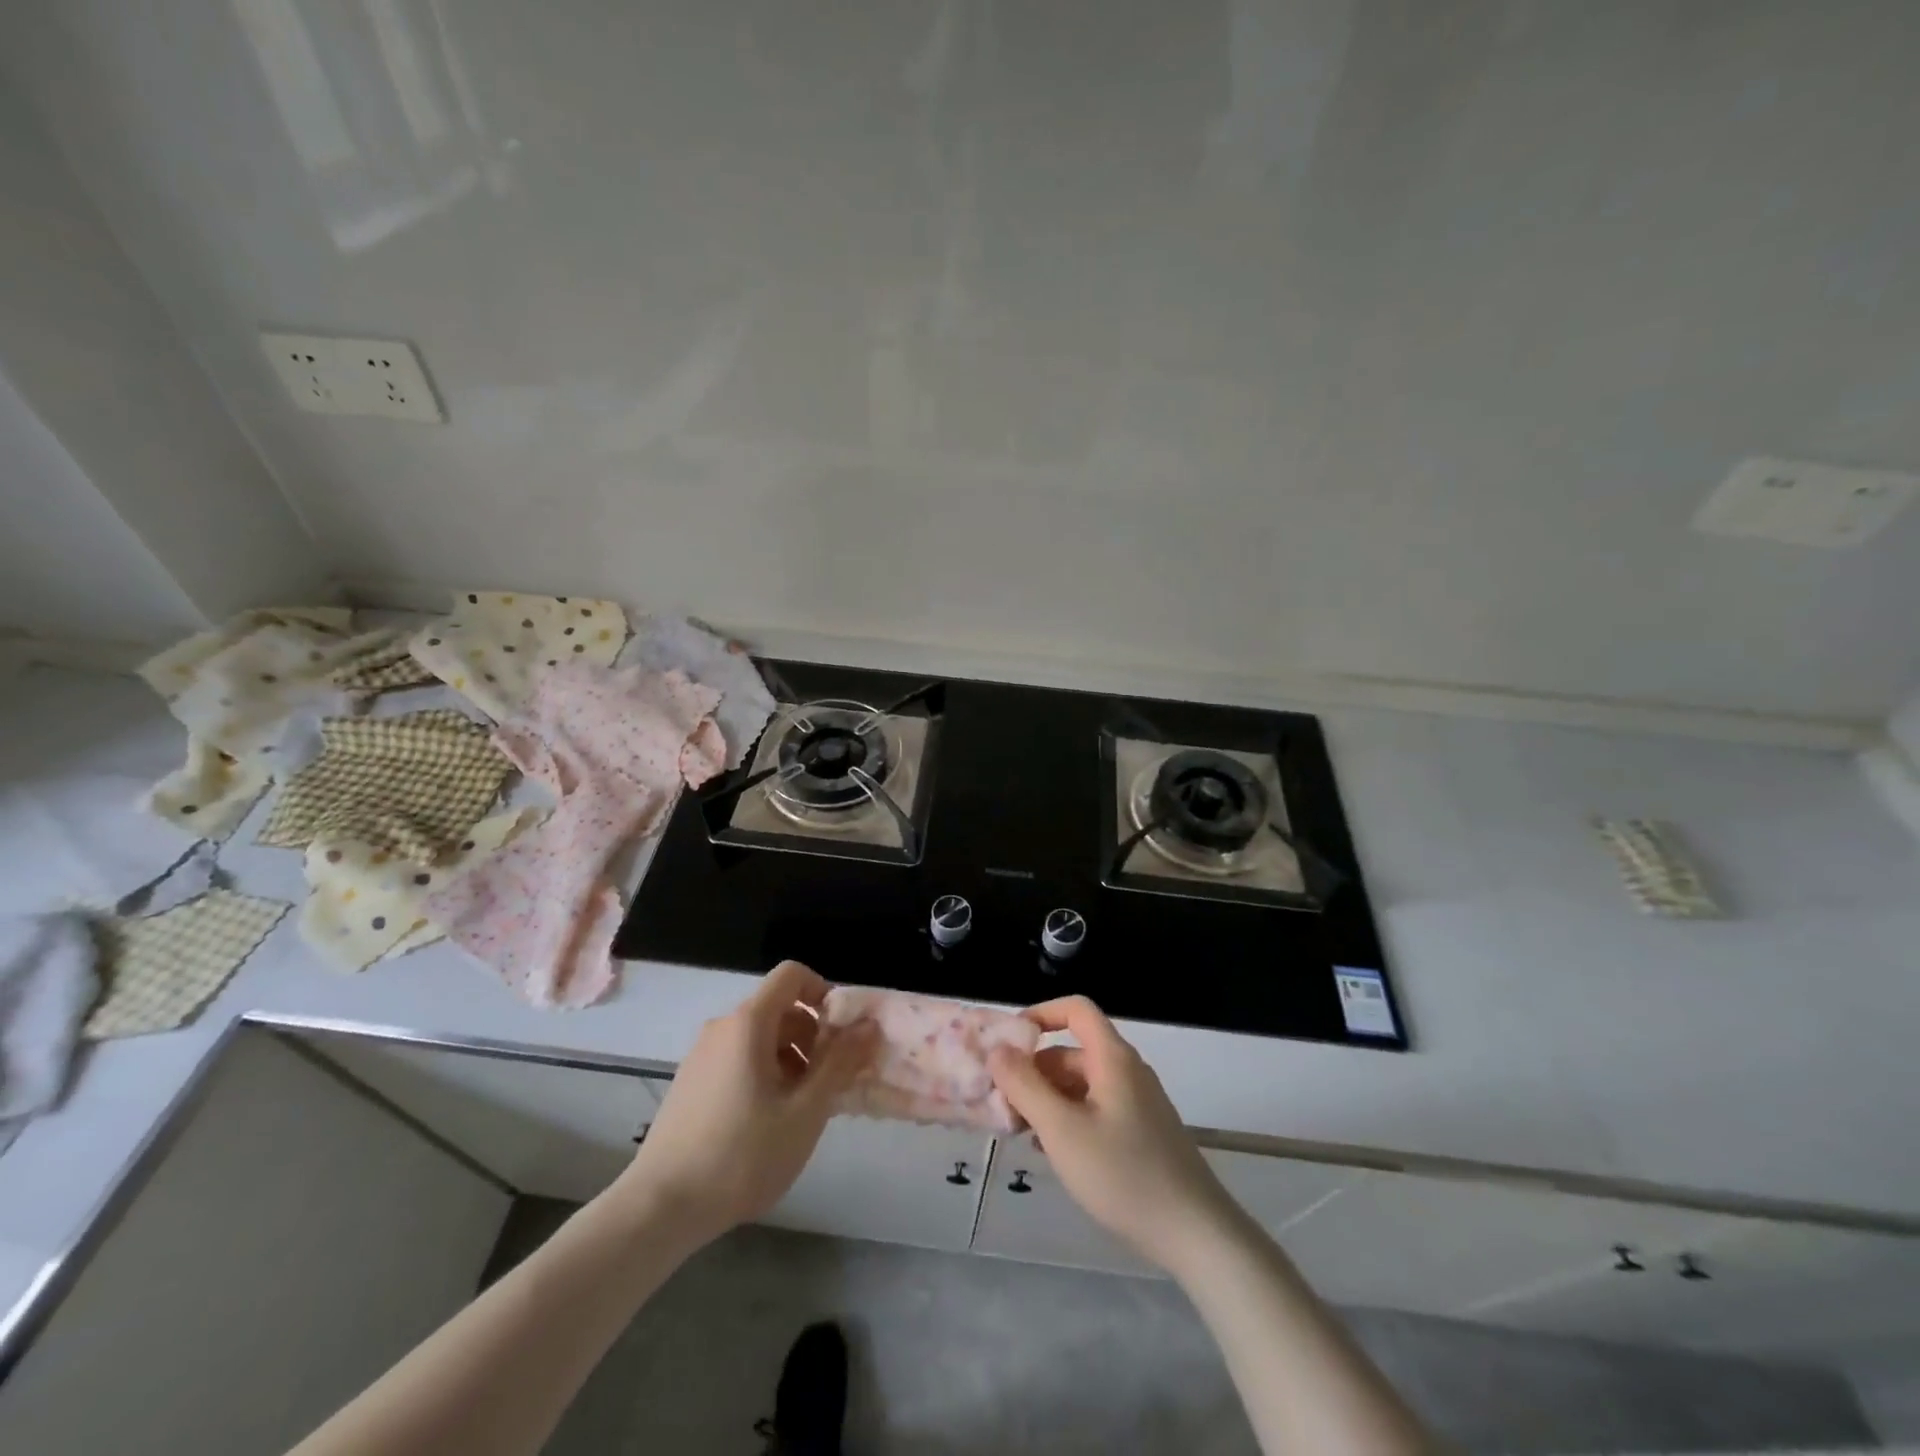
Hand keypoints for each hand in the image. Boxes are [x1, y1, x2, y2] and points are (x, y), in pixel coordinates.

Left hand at [618, 961, 878, 1243]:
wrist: (660, 1208)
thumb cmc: (742, 1155)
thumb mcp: (805, 1111)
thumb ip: (839, 1063)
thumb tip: (867, 1025)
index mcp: (748, 1023)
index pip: (792, 975)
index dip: (823, 992)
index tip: (841, 1033)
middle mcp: (722, 1028)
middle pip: (778, 1008)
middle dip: (812, 1035)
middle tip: (829, 1081)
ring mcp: (701, 1056)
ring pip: (760, 1038)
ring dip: (791, 1059)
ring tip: (802, 1108)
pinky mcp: (691, 1084)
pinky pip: (738, 1060)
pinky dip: (764, 1074)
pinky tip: (769, 1122)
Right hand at [989, 996, 1236, 1275]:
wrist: (1196, 1234)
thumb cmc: (1124, 1175)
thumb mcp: (1062, 1130)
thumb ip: (1025, 1086)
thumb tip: (998, 1050)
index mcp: (1112, 1058)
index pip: (1076, 1010)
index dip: (1040, 1014)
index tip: (1008, 1044)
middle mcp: (1127, 1071)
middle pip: (1072, 1051)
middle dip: (1034, 1070)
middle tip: (1002, 1103)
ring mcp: (1137, 1103)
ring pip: (1081, 1084)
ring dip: (1047, 1098)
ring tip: (1019, 1131)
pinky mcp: (1142, 1133)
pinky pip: (1095, 1109)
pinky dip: (1068, 1118)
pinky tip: (1050, 1151)